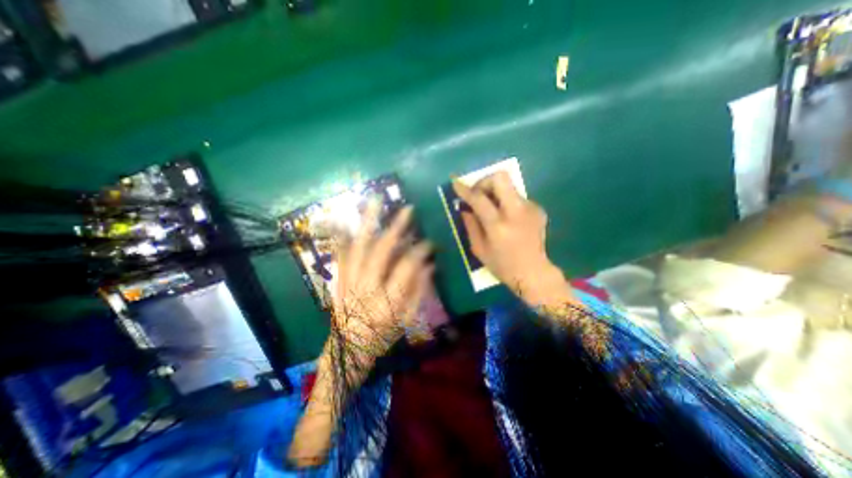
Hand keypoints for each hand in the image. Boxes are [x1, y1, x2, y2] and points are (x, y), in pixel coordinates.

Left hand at [332, 200, 433, 361]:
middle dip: (396, 227)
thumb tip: (430, 264)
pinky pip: (341, 253)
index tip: (429, 242)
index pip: (407, 267)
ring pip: (358, 246)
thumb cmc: (382, 337)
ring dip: (368, 222)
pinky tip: (346, 218)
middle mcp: (367, 288)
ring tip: (375, 201)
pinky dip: (344, 235)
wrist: (347, 350)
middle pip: (381, 251)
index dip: (420, 251)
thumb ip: (420, 291)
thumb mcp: (407, 320)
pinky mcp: (339, 280)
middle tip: (407, 210)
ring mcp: (349, 282)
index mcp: (389, 301)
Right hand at [453, 171, 570, 305]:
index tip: (456, 183)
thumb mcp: (479, 249)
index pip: (479, 199)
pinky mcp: (538, 209)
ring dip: (496, 193)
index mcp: (498, 226)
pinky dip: (507, 202)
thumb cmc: (502, 265)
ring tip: (492, 210)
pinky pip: (517, 197)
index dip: (465, 189)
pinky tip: (507, 218)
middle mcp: (516, 212)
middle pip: (500, 178)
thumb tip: (465, 207)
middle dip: (484, 181)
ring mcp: (530, 209)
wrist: (534, 273)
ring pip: (509, 186)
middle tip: (477, 194)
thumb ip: (470, 225)